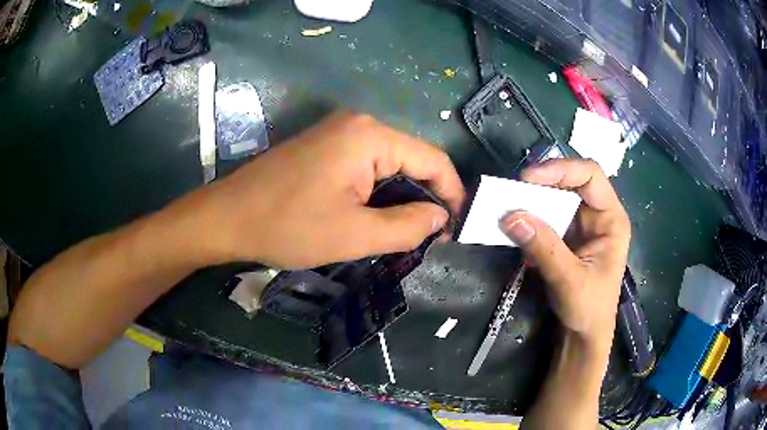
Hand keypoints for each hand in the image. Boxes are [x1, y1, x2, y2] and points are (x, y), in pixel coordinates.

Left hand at [197, 112, 464, 268]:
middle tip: (428, 238)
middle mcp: (358, 124)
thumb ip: (408, 226)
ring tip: (402, 233)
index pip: (432, 159)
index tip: (455, 227)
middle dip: (424, 198)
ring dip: (399, 197)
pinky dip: (376, 191)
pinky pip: (364, 165)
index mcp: (370, 136)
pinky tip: (373, 216)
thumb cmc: (287, 226)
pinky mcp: (322, 146)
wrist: (226, 217)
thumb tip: (440, 217)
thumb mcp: (355, 235)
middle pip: (410, 159)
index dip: (451, 192)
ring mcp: (337, 132)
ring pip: (387, 164)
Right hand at [500, 159, 629, 347]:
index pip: (590, 176)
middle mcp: (597, 215)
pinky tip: (517, 232)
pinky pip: (545, 218)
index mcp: (611, 219)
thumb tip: (510, 216)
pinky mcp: (564, 237)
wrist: (583, 335)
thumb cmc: (589, 309)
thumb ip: (544, 248)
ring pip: (555, 200)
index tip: (528, 179)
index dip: (561, 169)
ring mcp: (580, 226)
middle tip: (512, 193)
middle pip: (570, 183)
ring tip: (509, 209)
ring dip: (532, 203)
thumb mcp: (569, 280)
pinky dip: (529, 221)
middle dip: (541, 185)